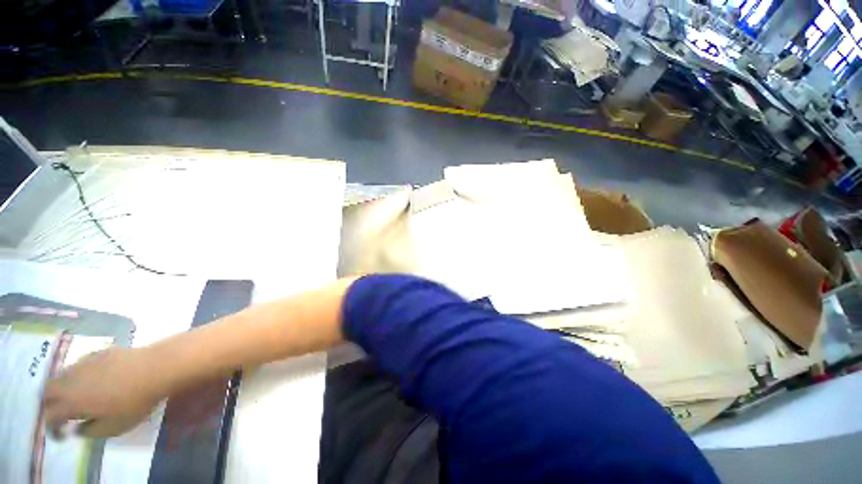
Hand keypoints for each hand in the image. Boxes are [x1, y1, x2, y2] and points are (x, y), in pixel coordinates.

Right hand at [44, 347, 165, 438]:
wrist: (155, 368)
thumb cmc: (134, 402)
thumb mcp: (113, 427)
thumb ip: (91, 431)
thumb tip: (78, 429)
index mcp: (71, 401)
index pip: (50, 416)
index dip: (51, 427)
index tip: (60, 435)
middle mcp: (71, 380)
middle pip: (47, 391)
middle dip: (49, 403)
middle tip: (59, 413)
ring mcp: (83, 363)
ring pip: (60, 375)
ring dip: (61, 387)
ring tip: (73, 397)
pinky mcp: (98, 352)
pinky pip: (78, 364)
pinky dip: (77, 375)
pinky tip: (89, 380)